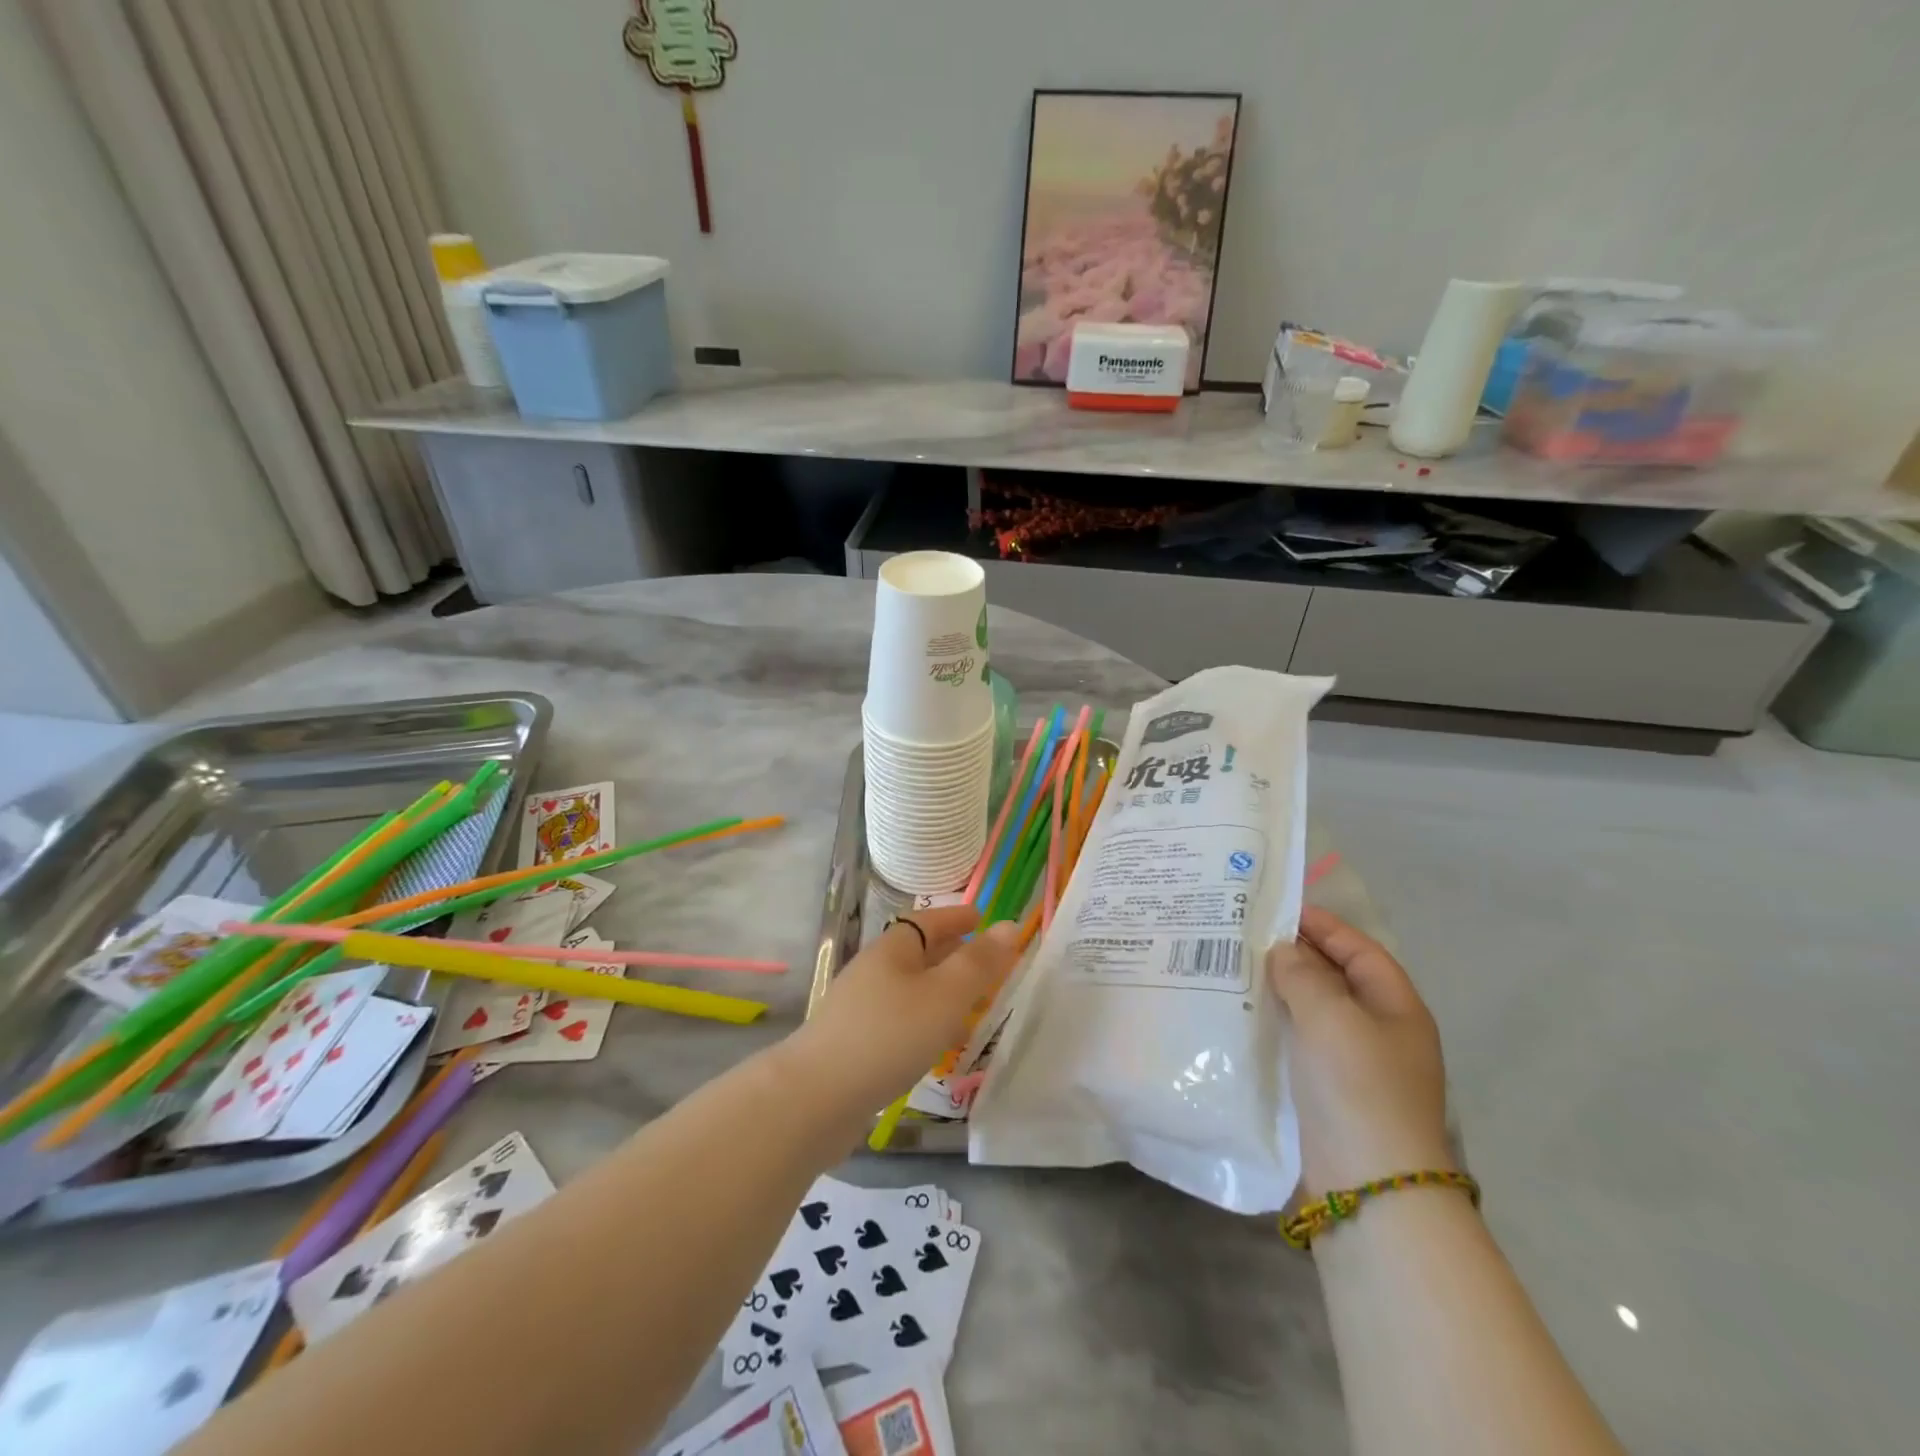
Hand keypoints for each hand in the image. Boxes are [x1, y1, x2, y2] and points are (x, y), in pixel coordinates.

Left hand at [790, 905, 1021, 1116]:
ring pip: (909, 988)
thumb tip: (1010, 926)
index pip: (927, 920)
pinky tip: (936, 1045)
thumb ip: (979, 963)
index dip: (956, 918)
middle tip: (984, 960)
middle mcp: (873, 971)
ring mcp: (859, 1008)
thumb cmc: (889, 1035)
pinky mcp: (854, 1044)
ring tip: (969, 1004)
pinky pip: (899, 1020)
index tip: (981, 917)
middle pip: (917, 953)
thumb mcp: (945, 995)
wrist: (816, 1098)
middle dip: (951, 953)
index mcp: (892, 949)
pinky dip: (924, 1021)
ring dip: (939, 990)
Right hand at [1267, 906, 1452, 1196]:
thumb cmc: (1358, 1087)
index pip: (1360, 951)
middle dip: (1295, 955)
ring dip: (1279, 989)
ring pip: (1313, 1010)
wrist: (1368, 1185)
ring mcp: (1353, 1064)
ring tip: (1234, 967)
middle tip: (1245, 935)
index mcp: (1396, 1008)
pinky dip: (1274, 1022)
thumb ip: (1303, 975)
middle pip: (1336, 978)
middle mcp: (1379, 1031)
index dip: (1323, 926)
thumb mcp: (1332, 1017)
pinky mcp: (1326, 1091)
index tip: (1278, 909)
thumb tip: (1282, 951)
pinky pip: (1298, 1040)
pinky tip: (1242, 1014)